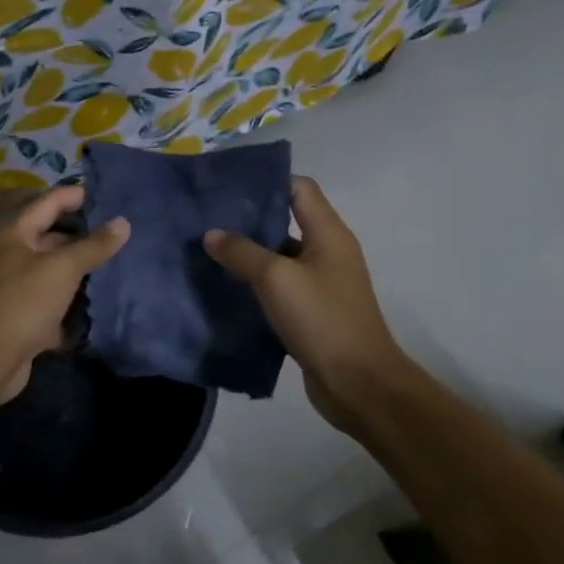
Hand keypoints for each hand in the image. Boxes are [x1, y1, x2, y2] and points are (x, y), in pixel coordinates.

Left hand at [0, 184, 129, 404]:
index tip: (109, 197)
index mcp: (13, 234)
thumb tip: (123, 223)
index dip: (77, 196)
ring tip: (119, 266)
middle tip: (122, 236)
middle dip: (84, 238)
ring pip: (54, 273)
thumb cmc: (23, 302)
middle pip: (52, 238)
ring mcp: (15, 289)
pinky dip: (73, 304)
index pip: (48, 203)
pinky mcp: (22, 318)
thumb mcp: (62, 268)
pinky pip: (53, 303)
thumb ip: (93, 246)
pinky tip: (100, 303)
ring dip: (82, 272)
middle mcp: (11, 257)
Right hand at [204, 176, 406, 436]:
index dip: (266, 182)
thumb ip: (242, 252)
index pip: (299, 189)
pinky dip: (256, 286)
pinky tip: (226, 290)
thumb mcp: (276, 279)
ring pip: (280, 258)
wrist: (357, 382)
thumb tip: (212, 234)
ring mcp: (321, 284)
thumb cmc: (322, 319)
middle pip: (286, 221)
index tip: (227, 186)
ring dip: (249, 255)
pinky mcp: (311, 313)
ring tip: (208, 252)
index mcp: (329, 234)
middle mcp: (328, 253)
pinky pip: (279, 289)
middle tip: (207, 220)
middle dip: (248, 220)